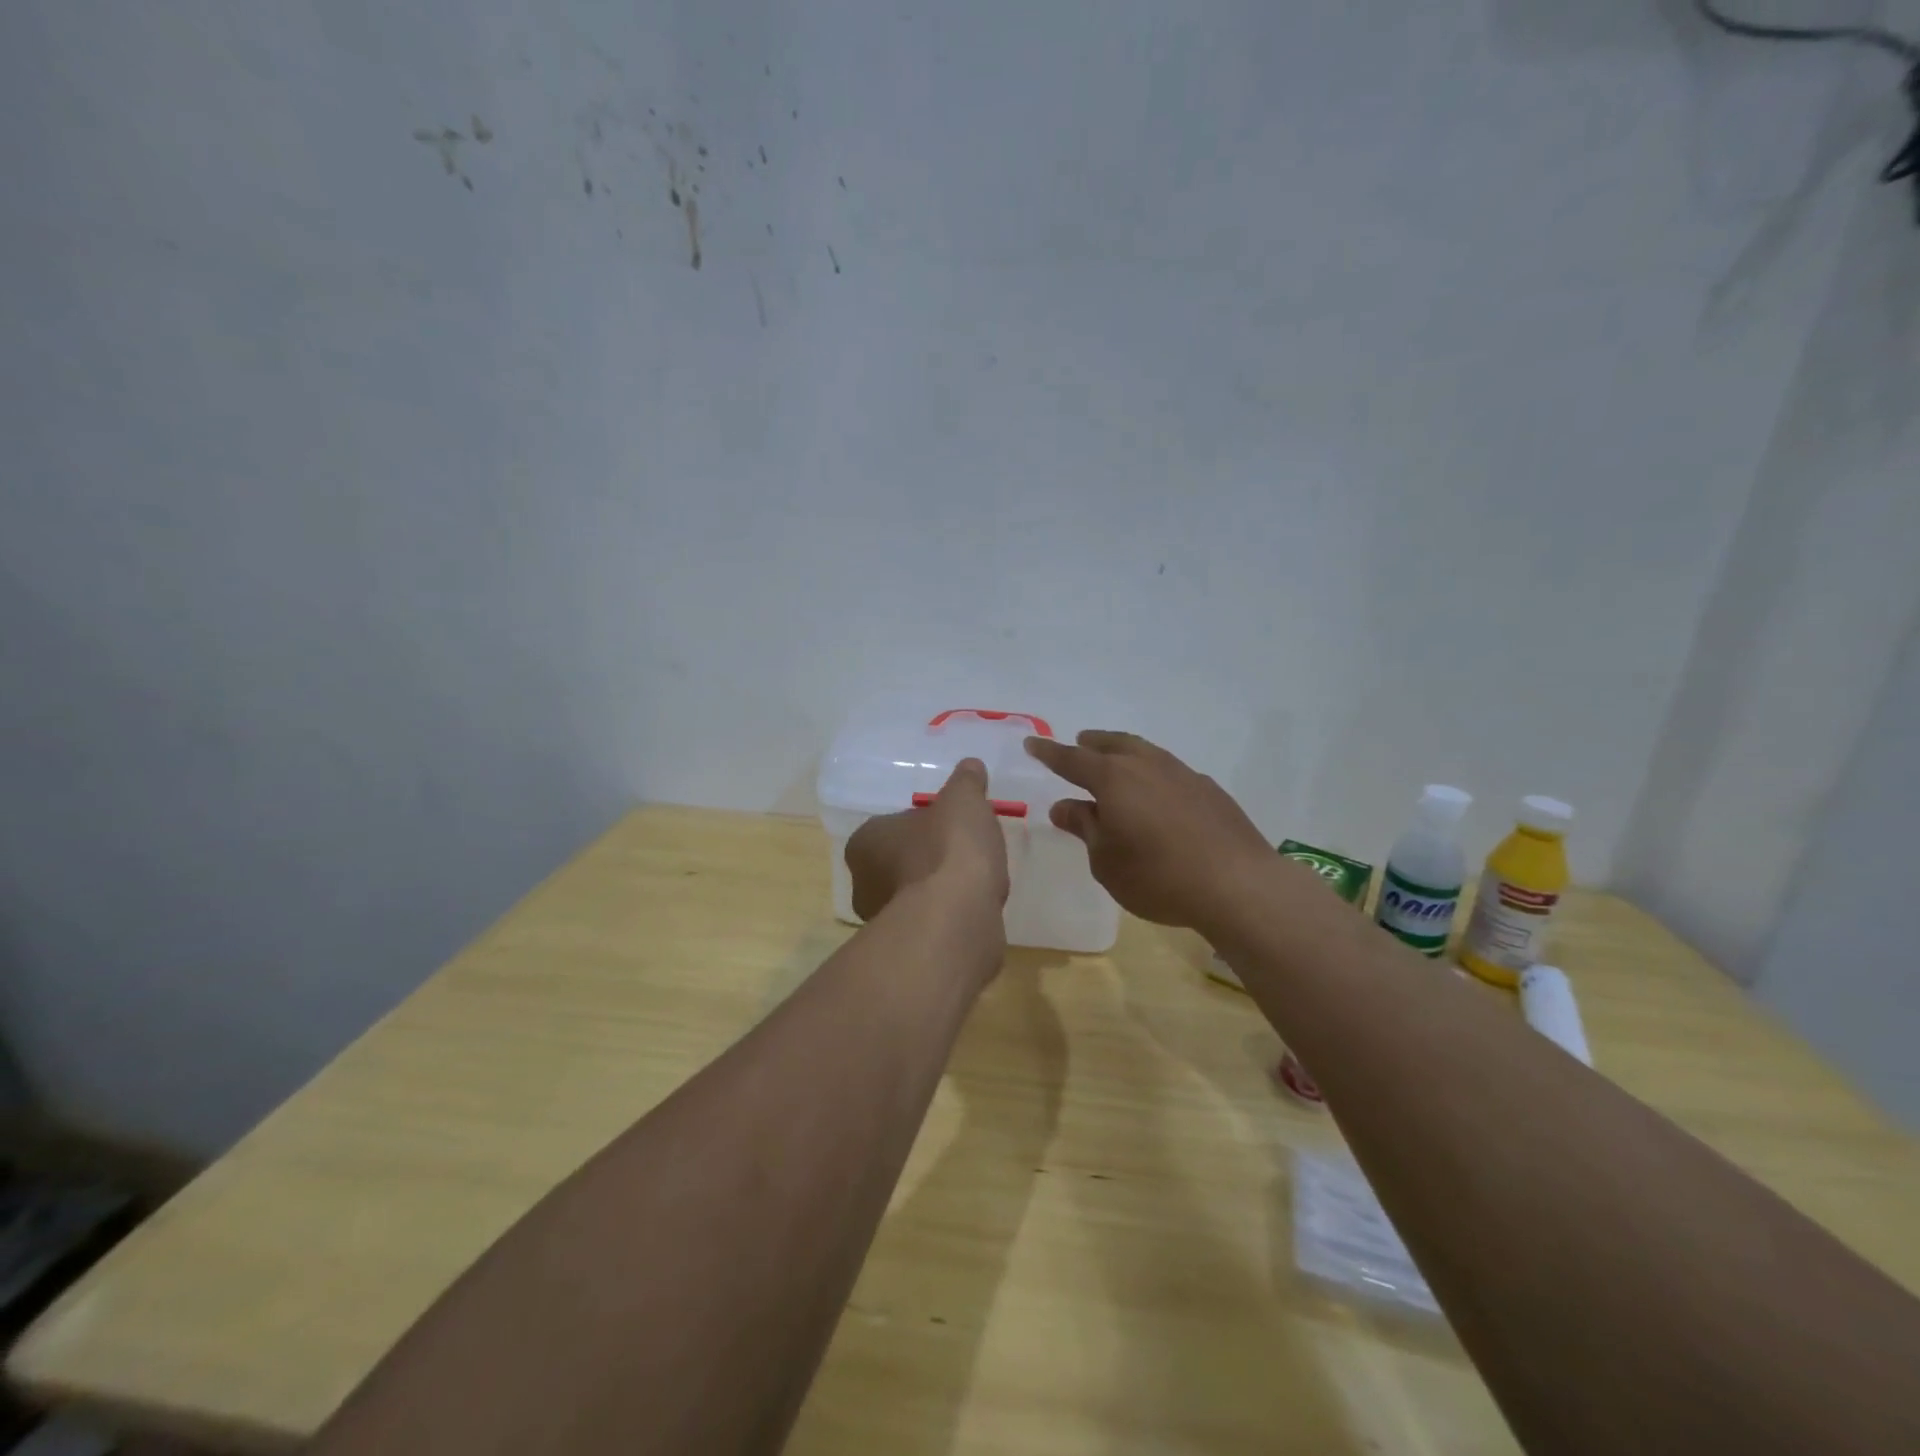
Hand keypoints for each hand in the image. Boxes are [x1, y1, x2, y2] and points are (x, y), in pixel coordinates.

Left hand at [845, 758, 1011, 925]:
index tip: (952, 825)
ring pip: (917, 896)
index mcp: (865, 842)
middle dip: (929, 859)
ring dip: (941, 890)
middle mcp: (864, 884)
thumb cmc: (949, 850)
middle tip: (966, 853)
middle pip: (902, 862)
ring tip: (977, 882)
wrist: (956, 919)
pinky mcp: (909, 951)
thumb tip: (971, 766)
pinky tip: (976, 910)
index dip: (923, 824)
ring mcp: (884, 922)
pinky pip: (934, 924)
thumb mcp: (963, 800)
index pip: (892, 826)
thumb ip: (966, 782)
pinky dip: (952, 917)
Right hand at [1025, 730, 1273, 934]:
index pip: (1072, 760)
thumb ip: (1085, 828)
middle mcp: (1147, 766)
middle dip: (1092, 744)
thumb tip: (1065, 806)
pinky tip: (1158, 794)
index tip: (1032, 743)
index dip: (1049, 752)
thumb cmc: (1158, 876)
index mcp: (1114, 779)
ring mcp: (1183, 774)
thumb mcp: (1106, 861)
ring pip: (1146, 753)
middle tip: (1079, 743)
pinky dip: (1154, 774)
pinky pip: (1171, 772)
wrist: (1237, 885)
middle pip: (1113, 745)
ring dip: (1125, 753)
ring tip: (1117, 762)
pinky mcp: (1209, 791)